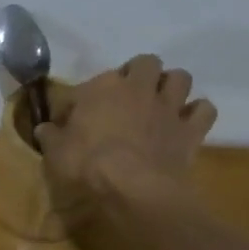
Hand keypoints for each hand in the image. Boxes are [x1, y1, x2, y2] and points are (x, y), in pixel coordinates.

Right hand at [36, 54, 216, 222]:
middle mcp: (139, 88)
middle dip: (140, 74)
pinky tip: (187, 122)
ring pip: (181, 78)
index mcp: (103, 88)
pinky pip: (205, 110)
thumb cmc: (89, 165)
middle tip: (129, 95)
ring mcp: (168, 107)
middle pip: (146, 63)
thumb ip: (51, 136)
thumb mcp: (56, 152)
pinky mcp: (190, 130)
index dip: (81, 100)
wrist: (134, 187)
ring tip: (161, 102)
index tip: (73, 119)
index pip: (89, 84)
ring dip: (172, 86)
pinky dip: (197, 113)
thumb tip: (44, 128)